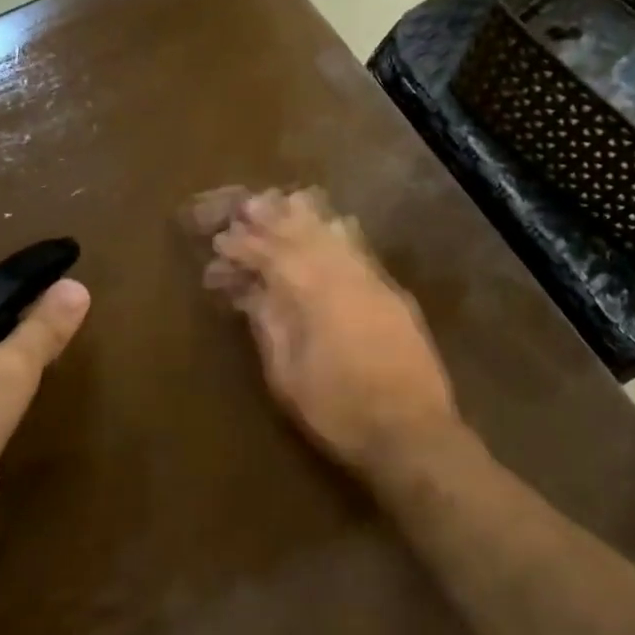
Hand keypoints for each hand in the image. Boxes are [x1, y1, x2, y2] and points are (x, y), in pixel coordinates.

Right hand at [194, 187, 462, 474]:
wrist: (413, 432)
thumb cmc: (339, 411)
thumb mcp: (287, 376)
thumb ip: (269, 325)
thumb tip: (251, 289)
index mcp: (314, 295)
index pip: (272, 255)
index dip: (243, 245)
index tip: (221, 241)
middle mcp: (345, 275)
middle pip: (304, 232)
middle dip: (273, 217)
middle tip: (249, 204)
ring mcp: (375, 281)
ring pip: (337, 232)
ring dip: (308, 217)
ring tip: (286, 202)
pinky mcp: (394, 293)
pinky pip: (361, 248)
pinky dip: (339, 232)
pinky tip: (333, 225)